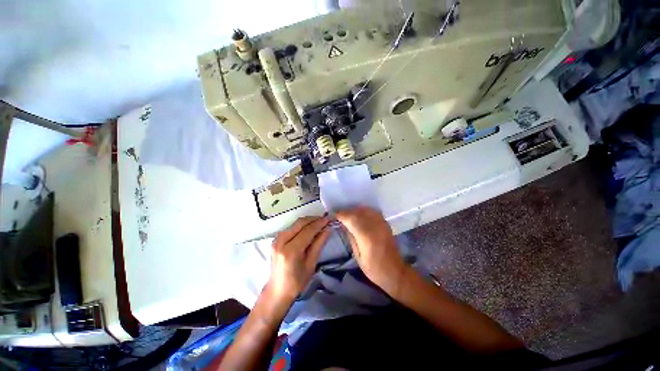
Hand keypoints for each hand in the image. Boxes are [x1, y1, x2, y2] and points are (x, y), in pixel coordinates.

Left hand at [268, 216, 330, 301]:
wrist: (277, 291)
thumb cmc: (297, 282)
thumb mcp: (311, 264)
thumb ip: (319, 244)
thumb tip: (328, 229)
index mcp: (291, 250)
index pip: (308, 231)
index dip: (320, 223)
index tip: (329, 219)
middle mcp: (281, 241)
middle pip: (300, 223)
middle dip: (314, 219)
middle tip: (325, 219)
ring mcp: (276, 239)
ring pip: (295, 223)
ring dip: (308, 221)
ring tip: (319, 222)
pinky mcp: (275, 239)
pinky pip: (291, 227)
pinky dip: (301, 225)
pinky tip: (309, 227)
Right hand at [335, 207, 407, 295]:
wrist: (395, 271)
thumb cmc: (374, 269)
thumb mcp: (358, 256)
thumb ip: (351, 237)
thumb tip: (343, 225)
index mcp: (367, 236)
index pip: (351, 219)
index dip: (341, 215)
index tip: (333, 216)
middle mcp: (375, 226)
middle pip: (357, 212)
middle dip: (346, 212)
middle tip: (339, 216)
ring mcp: (381, 223)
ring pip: (365, 209)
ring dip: (355, 210)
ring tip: (348, 215)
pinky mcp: (385, 223)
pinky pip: (372, 212)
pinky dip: (363, 211)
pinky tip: (359, 216)